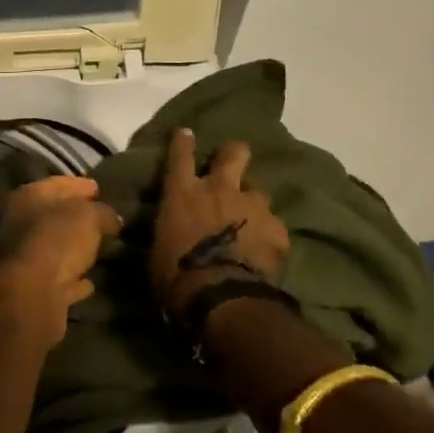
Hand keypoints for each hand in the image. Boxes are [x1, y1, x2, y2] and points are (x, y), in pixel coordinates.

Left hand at [0, 176, 120, 348]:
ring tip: (100, 248)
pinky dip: (72, 279)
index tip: (98, 189)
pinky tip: (90, 282)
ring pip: (54, 249)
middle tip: (101, 218)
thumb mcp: (90, 216)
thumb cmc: (58, 240)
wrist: (32, 295)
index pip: (57, 184)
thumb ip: (103, 212)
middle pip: (53, 216)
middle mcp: (19, 224)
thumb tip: (112, 218)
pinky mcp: (32, 291)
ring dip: (74, 249)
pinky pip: (58, 279)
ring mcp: (23, 259)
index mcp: (27, 197)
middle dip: (76, 217)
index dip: (79, 185)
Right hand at [151, 130, 290, 323]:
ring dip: (252, 203)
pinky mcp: (277, 229)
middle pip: (234, 154)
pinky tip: (266, 250)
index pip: (180, 155)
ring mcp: (252, 206)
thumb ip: (166, 231)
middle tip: (232, 163)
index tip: (186, 133)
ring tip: (250, 221)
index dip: (183, 141)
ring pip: (258, 191)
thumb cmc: (176, 276)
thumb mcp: (156, 250)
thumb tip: (167, 231)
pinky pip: (274, 225)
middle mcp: (220, 189)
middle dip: (233, 154)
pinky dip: (268, 234)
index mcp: (183, 193)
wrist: (222, 299)